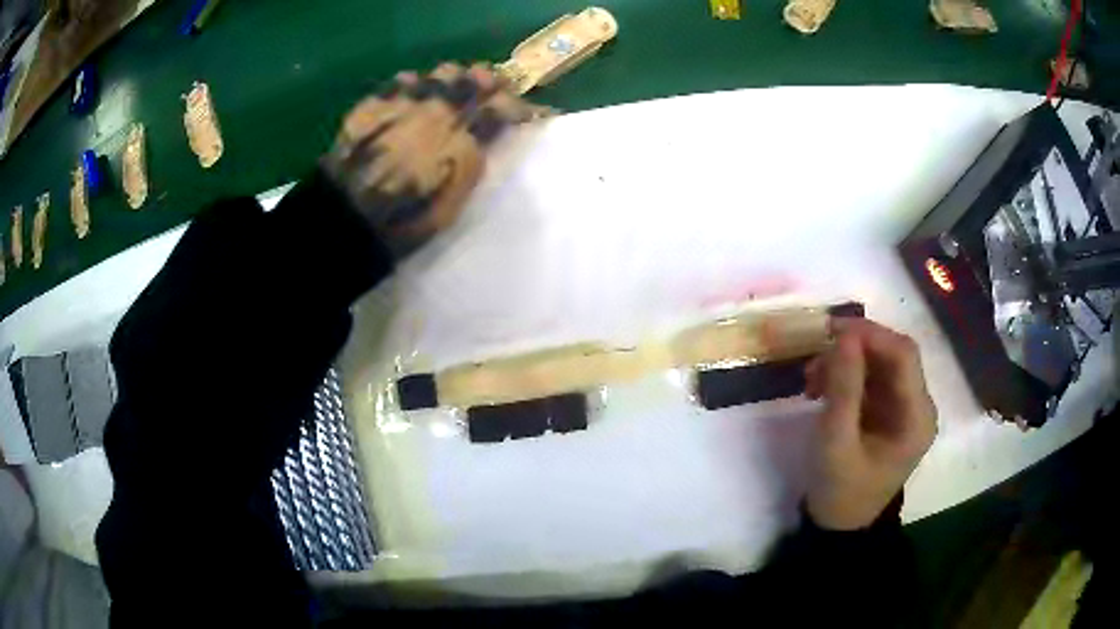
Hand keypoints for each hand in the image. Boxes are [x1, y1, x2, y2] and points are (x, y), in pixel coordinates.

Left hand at [321, 63, 547, 258]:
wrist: (344, 216)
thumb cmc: (403, 221)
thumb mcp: (452, 206)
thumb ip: (472, 165)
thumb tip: (485, 138)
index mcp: (462, 142)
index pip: (503, 108)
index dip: (520, 106)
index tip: (527, 112)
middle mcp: (439, 113)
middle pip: (477, 77)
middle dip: (492, 82)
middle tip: (492, 93)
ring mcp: (406, 102)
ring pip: (443, 71)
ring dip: (455, 79)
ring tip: (451, 93)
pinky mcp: (377, 102)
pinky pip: (405, 78)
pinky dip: (416, 84)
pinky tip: (412, 99)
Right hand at [803, 318, 937, 530]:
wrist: (839, 528)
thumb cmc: (840, 492)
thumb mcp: (835, 442)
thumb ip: (842, 388)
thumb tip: (843, 335)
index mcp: (917, 418)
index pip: (903, 355)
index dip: (870, 334)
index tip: (831, 329)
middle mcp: (918, 407)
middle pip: (893, 356)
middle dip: (854, 348)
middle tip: (815, 352)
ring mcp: (904, 409)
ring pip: (879, 364)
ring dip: (845, 362)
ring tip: (811, 378)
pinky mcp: (888, 413)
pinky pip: (870, 379)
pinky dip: (845, 376)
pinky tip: (821, 387)